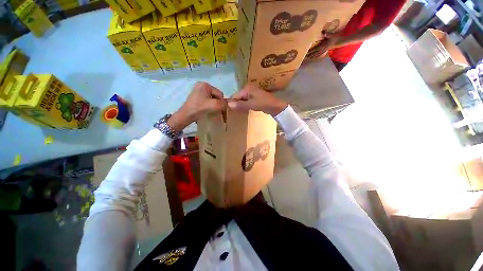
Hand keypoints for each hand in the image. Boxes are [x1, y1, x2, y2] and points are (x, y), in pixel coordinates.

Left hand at [168, 82, 224, 130]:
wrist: (186, 115)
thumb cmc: (200, 108)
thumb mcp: (215, 105)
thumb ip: (224, 104)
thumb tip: (228, 104)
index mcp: (205, 85)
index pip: (219, 93)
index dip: (221, 102)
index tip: (220, 109)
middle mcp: (201, 86)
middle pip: (216, 95)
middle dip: (217, 103)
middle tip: (215, 110)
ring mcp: (198, 91)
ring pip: (212, 99)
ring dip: (213, 105)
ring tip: (211, 111)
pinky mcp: (196, 97)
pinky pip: (207, 100)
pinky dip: (209, 105)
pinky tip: (207, 110)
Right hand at [228, 84, 287, 115]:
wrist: (276, 106)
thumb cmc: (263, 104)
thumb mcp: (251, 105)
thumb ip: (240, 105)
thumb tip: (228, 105)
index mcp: (247, 88)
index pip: (235, 95)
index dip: (232, 103)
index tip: (231, 111)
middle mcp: (248, 89)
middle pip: (238, 97)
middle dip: (237, 104)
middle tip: (235, 112)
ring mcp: (252, 93)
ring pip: (242, 100)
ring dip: (241, 105)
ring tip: (239, 112)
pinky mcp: (254, 97)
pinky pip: (246, 101)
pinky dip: (245, 105)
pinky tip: (245, 110)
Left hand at [306, 32, 340, 58]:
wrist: (342, 41)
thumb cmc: (337, 37)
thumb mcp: (332, 35)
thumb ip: (327, 34)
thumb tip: (323, 32)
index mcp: (323, 46)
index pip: (315, 49)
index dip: (311, 51)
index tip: (306, 53)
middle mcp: (323, 49)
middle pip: (315, 53)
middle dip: (310, 55)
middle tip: (306, 57)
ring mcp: (325, 50)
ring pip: (318, 54)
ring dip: (313, 56)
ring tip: (309, 58)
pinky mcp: (327, 49)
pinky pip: (321, 53)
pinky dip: (318, 55)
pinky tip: (316, 56)